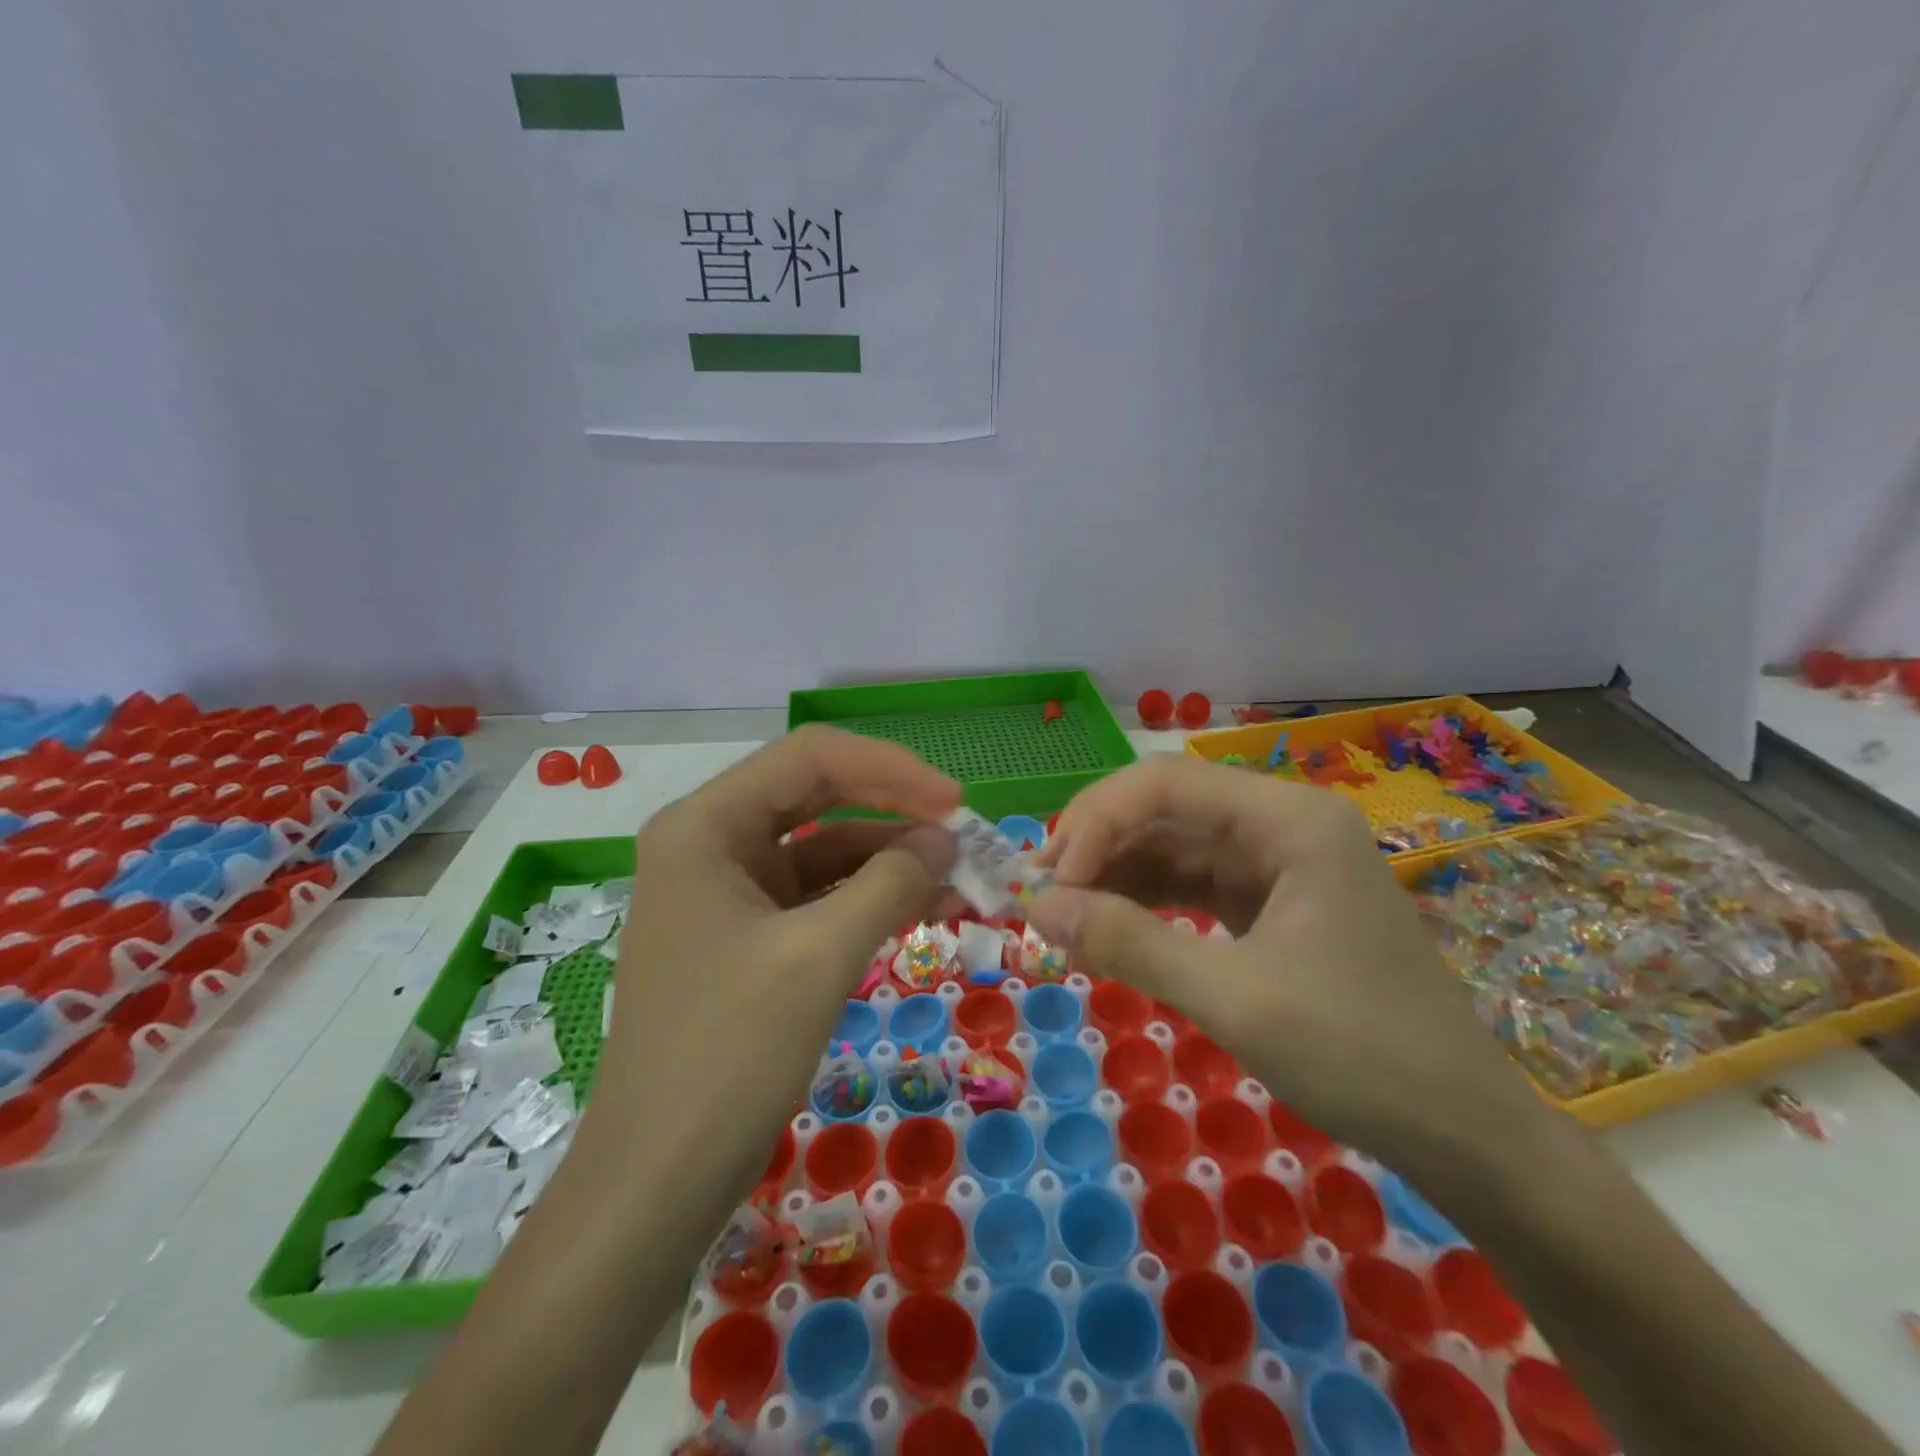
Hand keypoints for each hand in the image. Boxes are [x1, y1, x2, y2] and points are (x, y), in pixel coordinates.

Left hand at [582, 726, 960, 1202]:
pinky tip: (922, 907)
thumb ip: (890, 882)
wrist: (658, 1182)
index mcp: (705, 825)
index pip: (809, 758)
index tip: (954, 801)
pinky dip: (868, 896)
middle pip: (817, 794)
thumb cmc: (730, 1053)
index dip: (890, 769)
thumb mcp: (821, 955)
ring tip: (957, 877)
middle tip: (960, 830)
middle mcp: (709, 842)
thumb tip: (946, 839)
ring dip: (889, 857)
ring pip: (822, 847)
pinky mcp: (746, 934)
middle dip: (893, 808)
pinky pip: (817, 894)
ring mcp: (726, 890)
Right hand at [1027, 754, 1542, 1161]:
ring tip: (1059, 914)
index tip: (1052, 882)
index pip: (1165, 783)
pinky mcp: (1272, 905)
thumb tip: (1037, 906)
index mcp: (1289, 819)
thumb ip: (1129, 943)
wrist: (1465, 1137)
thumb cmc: (1360, 1055)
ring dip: (1114, 876)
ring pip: (1174, 848)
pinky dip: (1146, 905)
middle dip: (1098, 845)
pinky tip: (1106, 928)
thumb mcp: (1233, 998)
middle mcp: (1283, 824)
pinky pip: (1193, 887)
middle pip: (1166, 808)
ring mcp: (1280, 865)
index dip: (1096, 821)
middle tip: (1039, 895)